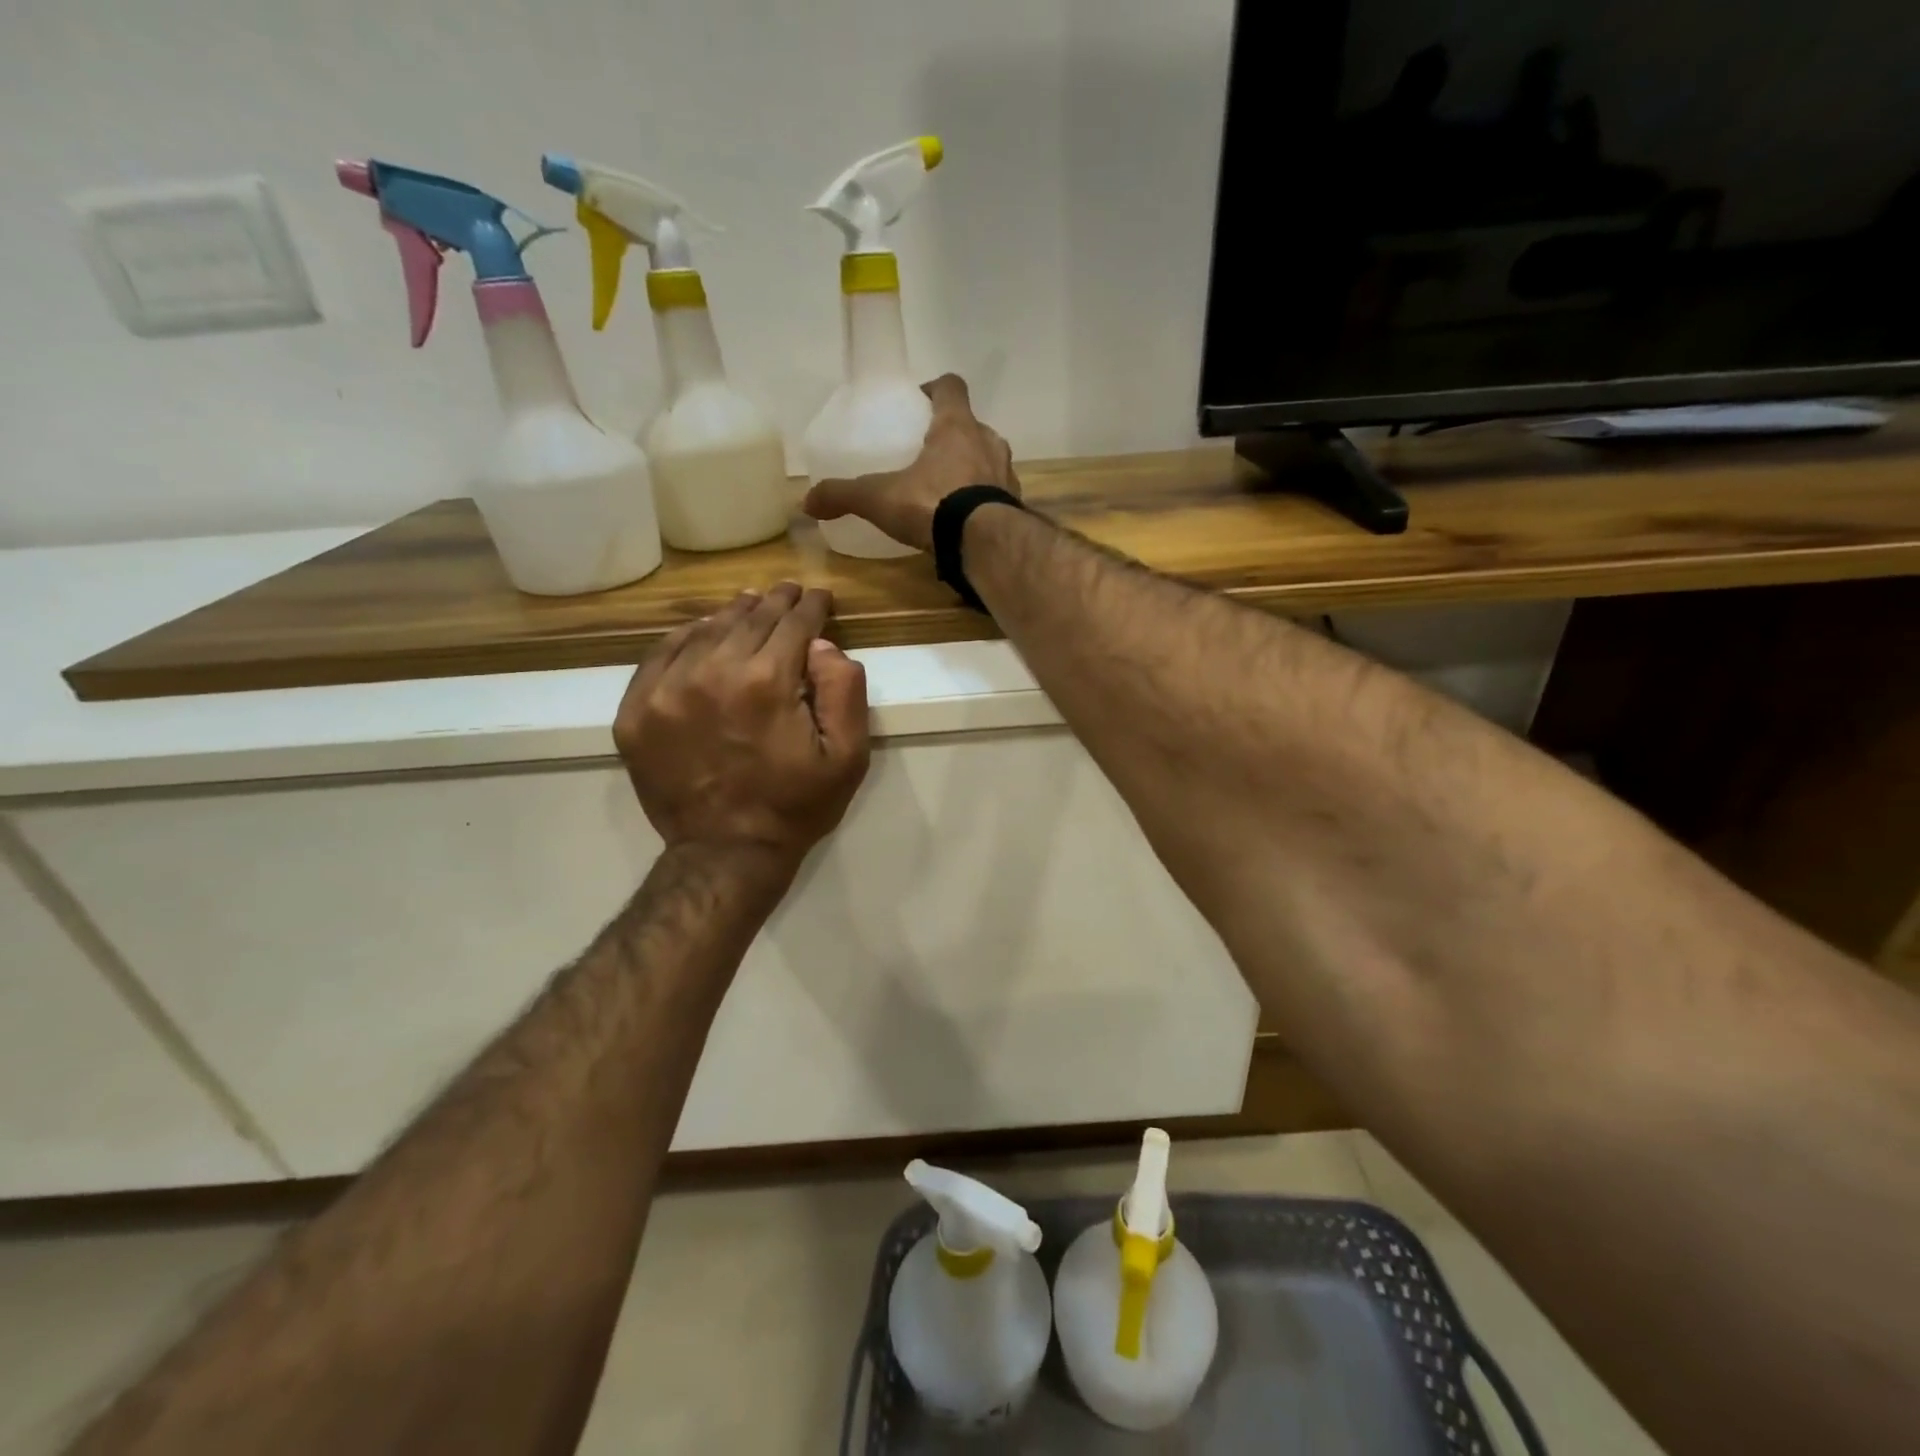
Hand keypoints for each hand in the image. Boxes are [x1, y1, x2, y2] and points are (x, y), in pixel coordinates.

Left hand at [615, 583, 869, 865]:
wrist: (726, 854)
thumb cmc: (795, 807)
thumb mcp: (848, 757)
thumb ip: (844, 691)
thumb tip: (822, 645)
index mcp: (767, 682)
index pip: (793, 624)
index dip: (811, 606)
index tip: (819, 596)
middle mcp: (712, 673)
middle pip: (749, 619)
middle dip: (776, 602)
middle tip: (789, 592)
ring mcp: (666, 690)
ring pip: (705, 630)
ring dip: (733, 613)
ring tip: (750, 604)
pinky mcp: (636, 711)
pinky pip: (660, 654)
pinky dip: (686, 636)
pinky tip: (703, 631)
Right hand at [802, 373, 1018, 551]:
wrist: (983, 544)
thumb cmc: (933, 505)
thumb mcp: (879, 498)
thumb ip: (844, 495)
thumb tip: (807, 502)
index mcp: (957, 427)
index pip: (952, 387)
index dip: (936, 388)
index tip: (920, 400)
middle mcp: (988, 442)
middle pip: (973, 426)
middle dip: (953, 435)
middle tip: (929, 452)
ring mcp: (1006, 475)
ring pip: (989, 459)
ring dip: (973, 467)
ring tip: (948, 488)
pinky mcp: (1014, 506)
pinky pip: (997, 494)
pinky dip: (984, 500)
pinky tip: (965, 519)